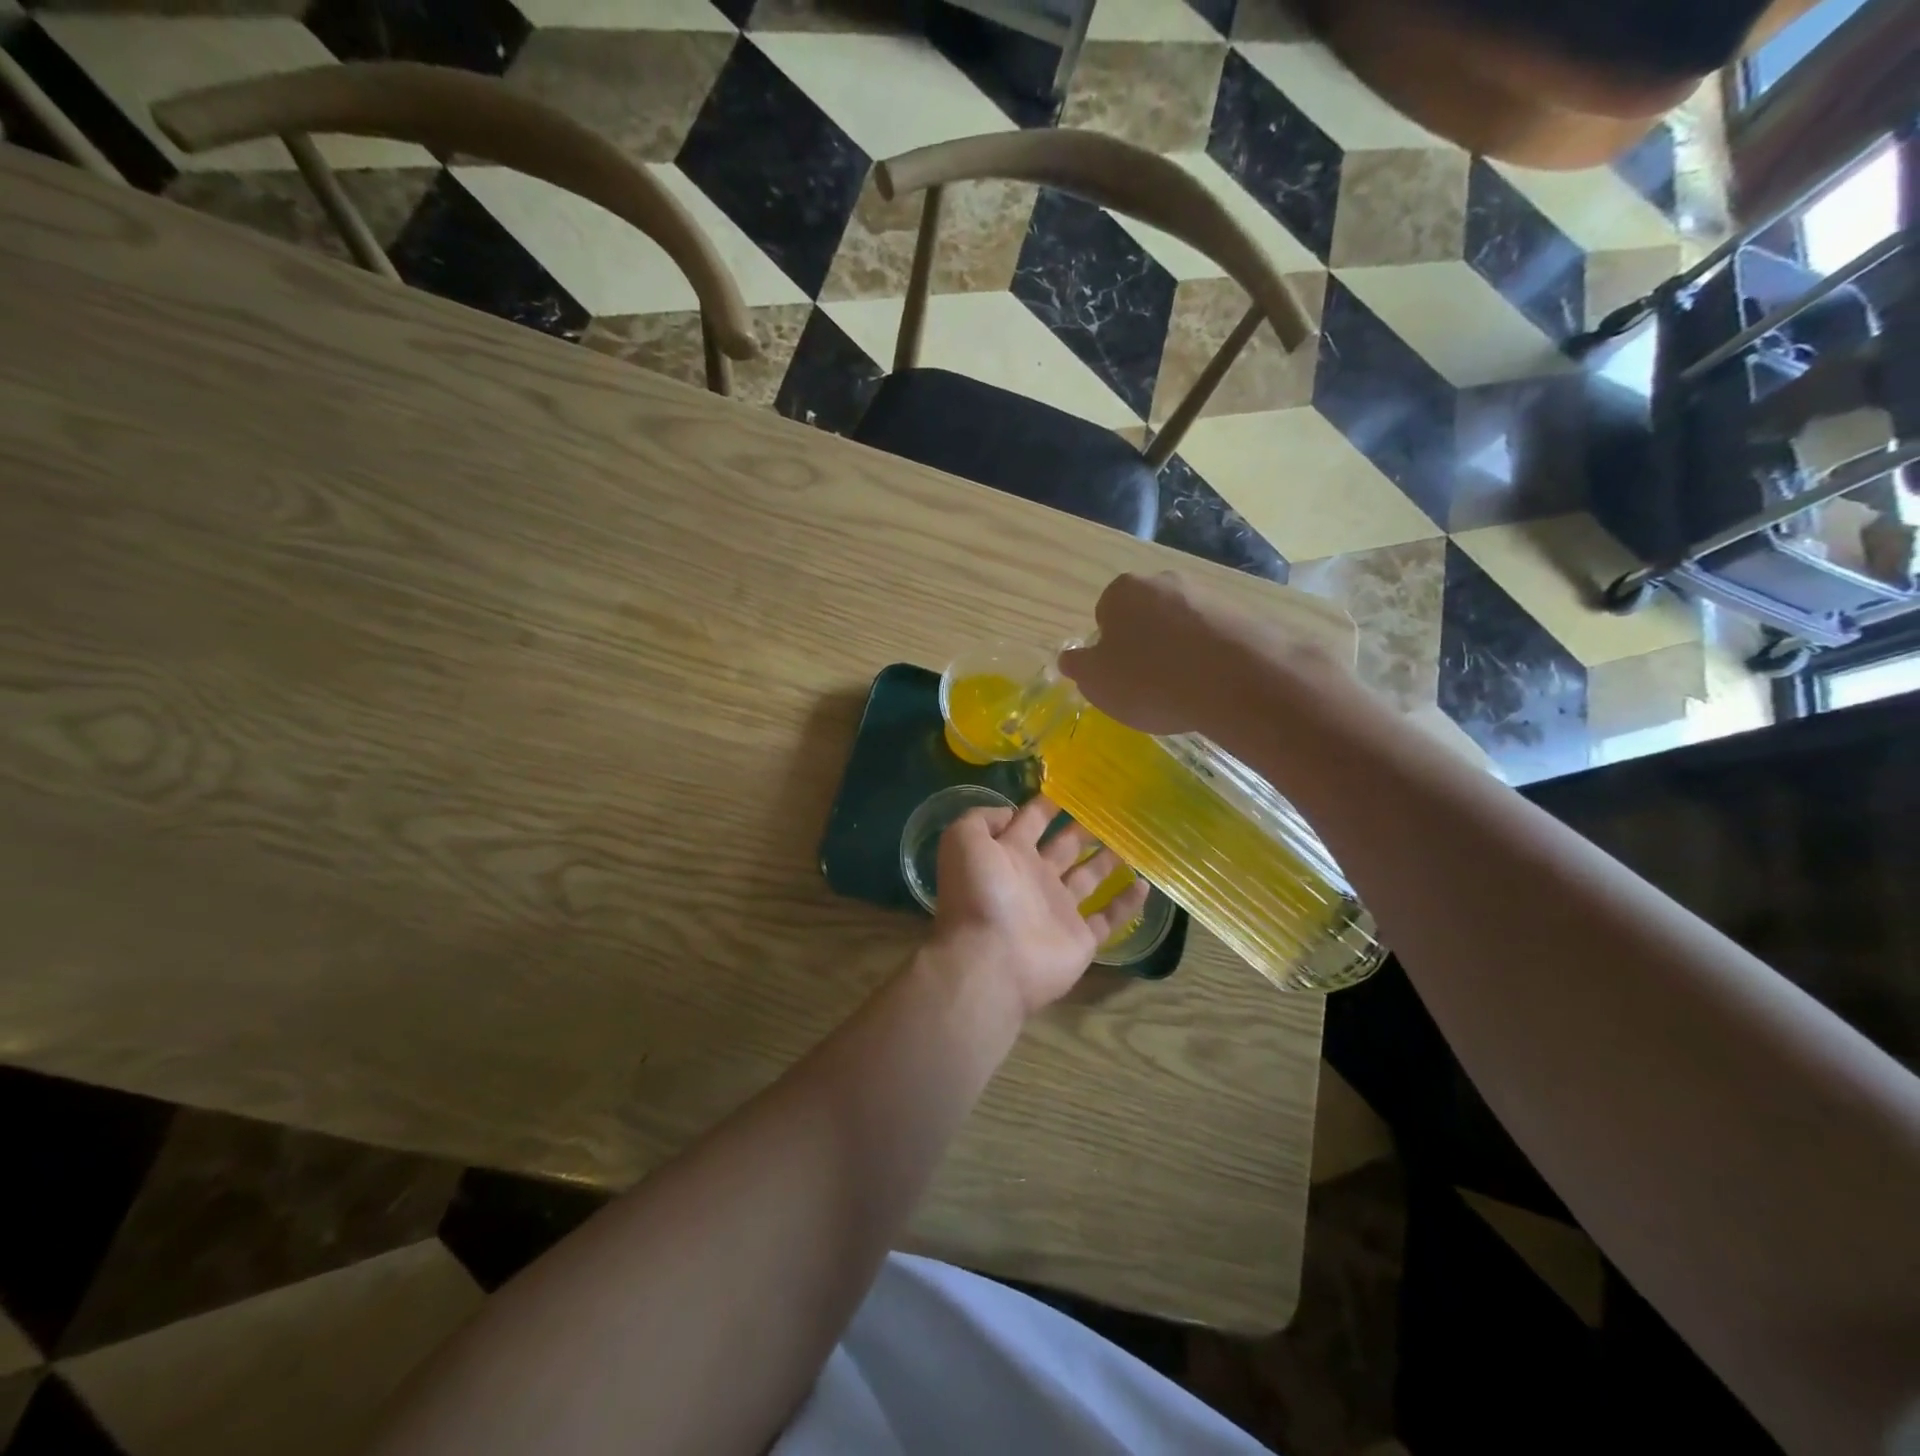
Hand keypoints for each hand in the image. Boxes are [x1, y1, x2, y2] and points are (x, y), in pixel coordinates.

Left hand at [929, 794, 1149, 1017]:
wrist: (989, 960)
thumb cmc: (979, 895)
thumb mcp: (964, 841)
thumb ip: (982, 818)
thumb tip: (1010, 812)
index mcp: (1008, 854)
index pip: (1030, 821)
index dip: (1047, 804)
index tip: (1073, 786)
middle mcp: (1034, 879)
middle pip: (1064, 847)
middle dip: (1083, 829)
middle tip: (1112, 810)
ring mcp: (1059, 910)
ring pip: (1088, 878)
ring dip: (1107, 860)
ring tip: (1131, 839)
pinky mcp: (1081, 938)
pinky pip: (1108, 918)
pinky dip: (1126, 903)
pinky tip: (1145, 883)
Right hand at [1058, 571, 1335, 735]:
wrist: (1237, 681)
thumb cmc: (1150, 679)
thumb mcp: (1097, 682)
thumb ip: (1079, 667)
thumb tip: (1070, 658)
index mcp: (1122, 591)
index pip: (1105, 614)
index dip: (1109, 648)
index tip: (1118, 676)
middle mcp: (1164, 581)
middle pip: (1145, 615)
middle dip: (1145, 644)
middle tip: (1148, 684)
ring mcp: (1208, 595)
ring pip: (1182, 626)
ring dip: (1179, 652)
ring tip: (1184, 691)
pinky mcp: (1244, 615)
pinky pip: (1215, 639)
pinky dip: (1210, 659)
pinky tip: (1213, 687)